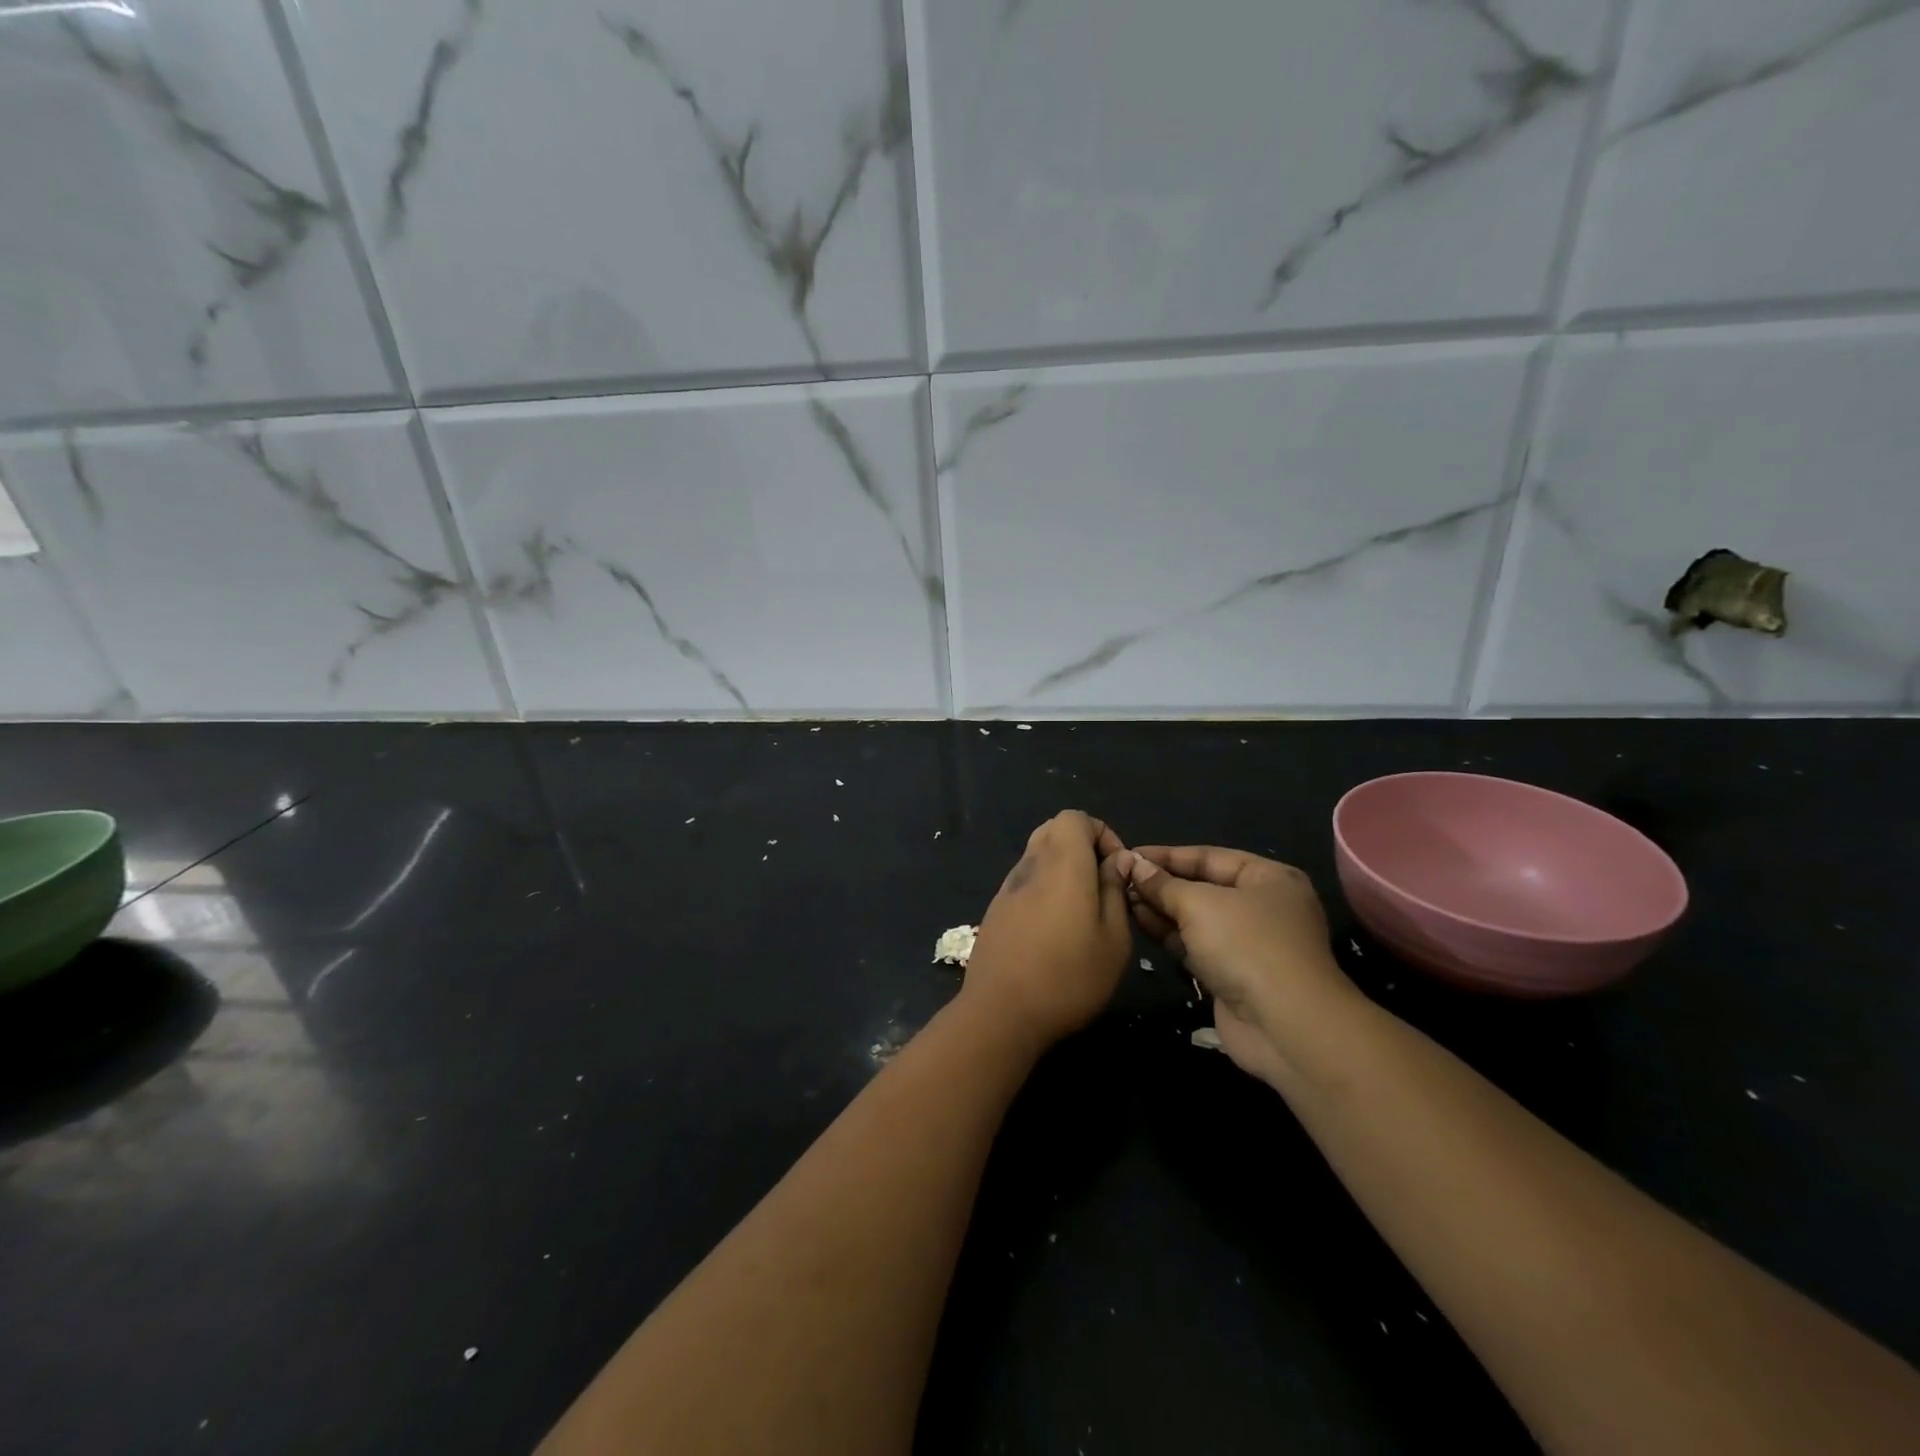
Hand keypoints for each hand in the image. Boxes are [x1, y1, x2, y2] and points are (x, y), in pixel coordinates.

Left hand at [962, 812, 1133, 1048]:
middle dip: (1082, 846)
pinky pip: (1024, 880)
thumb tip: (1117, 861)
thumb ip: (1116, 890)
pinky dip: (1043, 887)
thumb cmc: (1069, 977)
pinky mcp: (995, 909)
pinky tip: (1053, 928)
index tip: (1117, 870)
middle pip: (1054, 829)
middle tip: (1101, 885)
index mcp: (1062, 863)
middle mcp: (1031, 865)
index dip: (1102, 833)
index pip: (1076, 817)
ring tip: (1081, 909)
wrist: (1001, 1012)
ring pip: (1037, 854)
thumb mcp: (1114, 939)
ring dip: (1062, 868)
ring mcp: (1007, 887)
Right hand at [1111, 845, 1355, 1086]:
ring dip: (1160, 908)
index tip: (1128, 854)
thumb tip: (1133, 865)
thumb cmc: (1247, 946)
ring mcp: (1248, 943)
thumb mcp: (1199, 904)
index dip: (1167, 855)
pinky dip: (1169, 934)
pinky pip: (1195, 945)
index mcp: (1268, 878)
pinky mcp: (1232, 974)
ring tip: (1122, 898)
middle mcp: (1262, 906)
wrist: (1285, 1026)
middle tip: (1120, 878)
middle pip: (1202, 887)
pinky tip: (1139, 922)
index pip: (1209, 857)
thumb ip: (1163, 884)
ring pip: (1196, 918)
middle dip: (1161, 883)